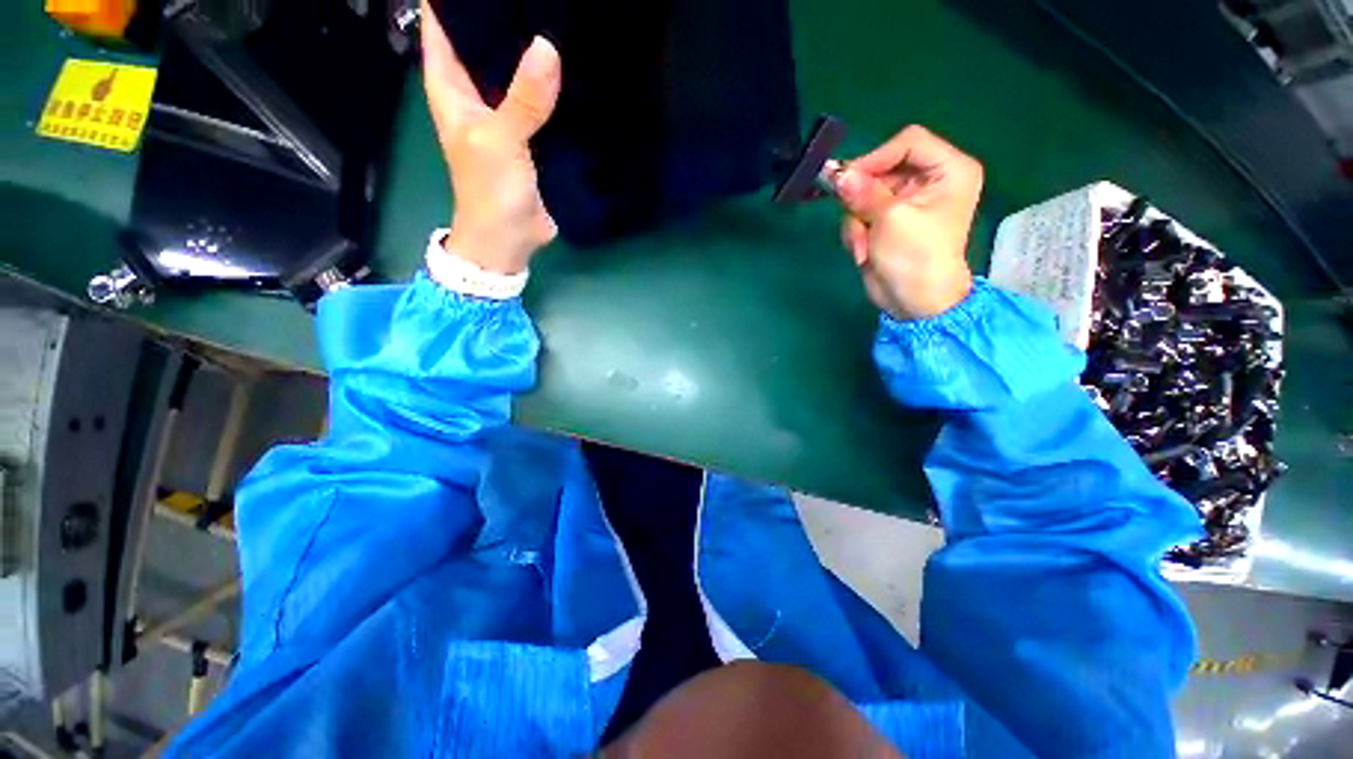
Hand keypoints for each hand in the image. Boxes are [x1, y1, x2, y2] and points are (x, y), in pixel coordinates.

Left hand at [421, 2, 561, 273]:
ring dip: (527, 49)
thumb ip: (522, 98)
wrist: (510, 239)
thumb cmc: (489, 190)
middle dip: (501, 18)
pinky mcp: (530, 136)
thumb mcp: (500, 140)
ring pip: (511, 69)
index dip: (456, 0)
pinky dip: (549, 85)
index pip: (442, 24)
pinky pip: (537, 100)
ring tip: (553, 18)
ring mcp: (503, 115)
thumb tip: (548, 47)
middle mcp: (474, 94)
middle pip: (480, 42)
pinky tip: (570, 66)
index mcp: (449, 86)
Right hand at [834, 126, 981, 319]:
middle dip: (862, 200)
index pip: (908, 142)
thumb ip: (864, 192)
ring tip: (863, 247)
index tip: (847, 179)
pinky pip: (860, 214)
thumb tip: (838, 174)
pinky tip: (863, 251)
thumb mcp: (891, 220)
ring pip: (864, 195)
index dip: (876, 157)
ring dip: (856, 222)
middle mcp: (929, 180)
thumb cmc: (915, 258)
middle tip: (855, 220)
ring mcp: (906, 202)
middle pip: (881, 170)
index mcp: (949, 170)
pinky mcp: (887, 221)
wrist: (913, 303)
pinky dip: (856, 233)